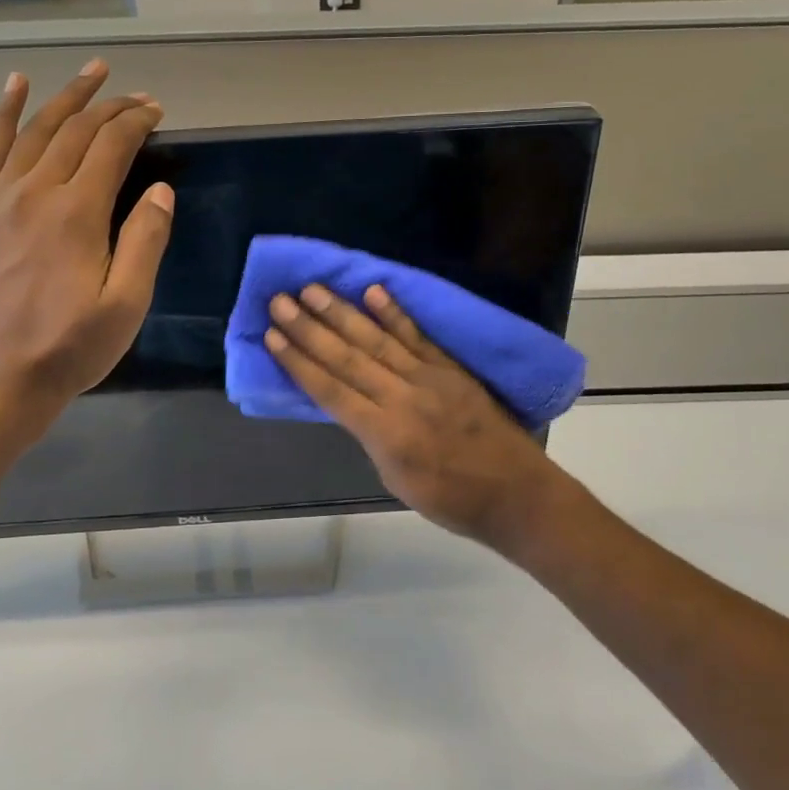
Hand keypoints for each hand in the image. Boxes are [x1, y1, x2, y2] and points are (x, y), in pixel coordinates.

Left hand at [0, 60, 173, 418]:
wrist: (0, 375)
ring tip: (93, 71)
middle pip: (77, 130)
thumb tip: (160, 189)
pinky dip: (5, 112)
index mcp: (78, 213)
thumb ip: (146, 242)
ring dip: (67, 96)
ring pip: (38, 129)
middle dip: (112, 106)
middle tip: (140, 95)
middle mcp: (38, 192)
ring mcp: (4, 197)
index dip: (137, 122)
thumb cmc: (72, 346)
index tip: (159, 111)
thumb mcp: (126, 304)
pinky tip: (16, 85)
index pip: (111, 146)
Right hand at [263, 283, 562, 545]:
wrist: (516, 493)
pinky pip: (418, 336)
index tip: (272, 336)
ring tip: (313, 289)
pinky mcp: (451, 368)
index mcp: (385, 433)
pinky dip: (395, 313)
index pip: (330, 390)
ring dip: (342, 312)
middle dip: (309, 328)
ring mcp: (429, 377)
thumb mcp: (396, 479)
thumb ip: (371, 436)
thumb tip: (351, 404)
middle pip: (347, 357)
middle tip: (279, 300)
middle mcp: (402, 397)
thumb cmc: (452, 500)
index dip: (298, 362)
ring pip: (377, 339)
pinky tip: (373, 291)